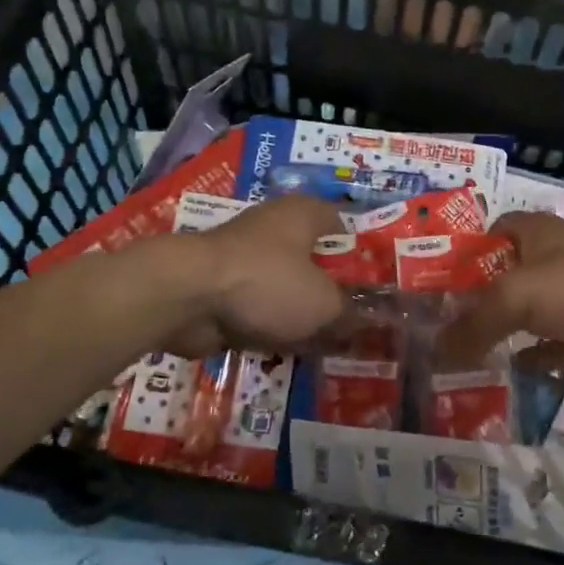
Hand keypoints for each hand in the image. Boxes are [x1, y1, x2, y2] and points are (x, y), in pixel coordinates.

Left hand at [159, 196, 348, 356]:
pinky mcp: (223, 286)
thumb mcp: (323, 303)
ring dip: (301, 310)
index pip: (342, 223)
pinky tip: (291, 350)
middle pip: (313, 257)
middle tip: (357, 318)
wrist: (188, 296)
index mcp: (304, 214)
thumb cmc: (267, 283)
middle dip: (331, 287)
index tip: (376, 280)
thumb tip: (367, 322)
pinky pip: (259, 306)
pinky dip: (272, 324)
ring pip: (285, 285)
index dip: (360, 250)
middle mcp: (275, 227)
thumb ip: (348, 312)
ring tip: (329, 341)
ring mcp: (245, 256)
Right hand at [438, 212, 563, 379]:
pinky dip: (529, 356)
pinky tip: (505, 370)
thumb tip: (435, 350)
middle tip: (440, 325)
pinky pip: (548, 345)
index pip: (489, 233)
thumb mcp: (516, 297)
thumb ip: (473, 323)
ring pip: (526, 313)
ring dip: (501, 331)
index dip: (462, 253)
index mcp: (535, 232)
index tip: (434, 281)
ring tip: (463, 353)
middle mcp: (551, 259)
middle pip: (503, 277)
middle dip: (476, 299)